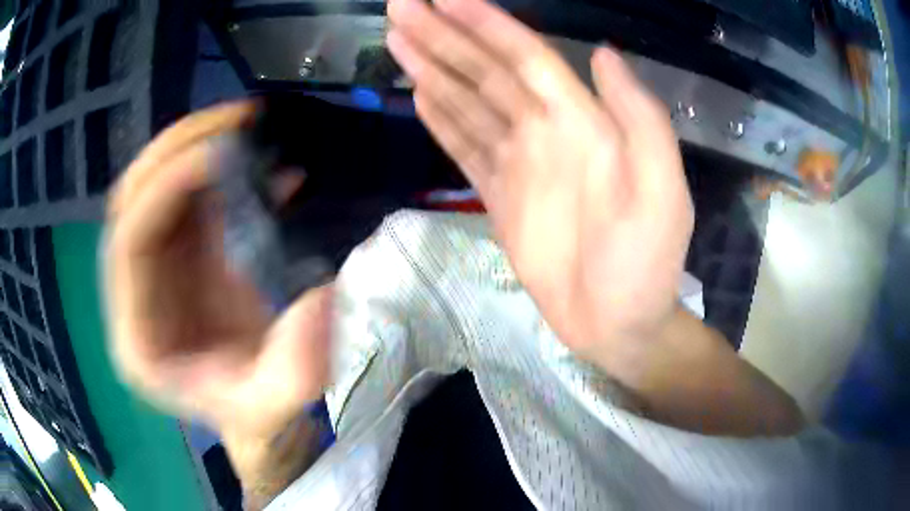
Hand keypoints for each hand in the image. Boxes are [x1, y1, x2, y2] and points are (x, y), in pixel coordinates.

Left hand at [104, 102, 332, 439]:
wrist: (254, 411)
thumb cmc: (255, 413)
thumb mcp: (275, 406)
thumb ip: (293, 370)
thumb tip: (319, 296)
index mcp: (137, 336)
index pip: (128, 244)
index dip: (164, 189)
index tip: (220, 154)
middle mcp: (134, 294)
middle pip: (132, 201)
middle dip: (175, 148)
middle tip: (234, 118)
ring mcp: (155, 269)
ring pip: (156, 187)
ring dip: (197, 147)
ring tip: (247, 125)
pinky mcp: (180, 255)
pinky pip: (188, 196)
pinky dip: (221, 169)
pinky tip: (263, 166)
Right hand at [387, 0, 693, 367]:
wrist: (620, 320)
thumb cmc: (647, 260)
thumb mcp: (662, 189)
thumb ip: (640, 117)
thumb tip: (603, 53)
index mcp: (582, 122)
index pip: (525, 57)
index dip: (485, 25)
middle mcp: (544, 130)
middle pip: (485, 71)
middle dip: (443, 37)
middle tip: (400, 8)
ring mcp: (518, 162)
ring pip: (467, 102)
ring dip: (432, 69)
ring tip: (398, 40)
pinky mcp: (498, 195)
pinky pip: (465, 147)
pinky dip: (441, 119)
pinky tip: (420, 93)